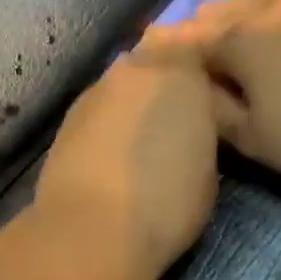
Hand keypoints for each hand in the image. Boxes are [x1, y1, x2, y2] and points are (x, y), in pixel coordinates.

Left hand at [31, 49, 224, 279]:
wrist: (92, 231)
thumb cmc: (167, 201)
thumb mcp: (208, 166)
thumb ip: (200, 126)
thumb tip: (188, 122)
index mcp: (180, 70)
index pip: (197, 48)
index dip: (204, 72)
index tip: (213, 99)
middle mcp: (133, 69)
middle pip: (155, 60)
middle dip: (166, 82)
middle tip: (179, 118)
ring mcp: (95, 91)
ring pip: (123, 85)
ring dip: (135, 102)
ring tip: (145, 139)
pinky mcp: (67, 118)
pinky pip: (100, 110)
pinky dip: (109, 123)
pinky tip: (114, 153)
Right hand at [149, 0, 280, 180]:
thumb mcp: (256, 140)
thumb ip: (217, 111)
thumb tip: (192, 87)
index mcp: (242, 45)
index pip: (194, 44)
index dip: (170, 47)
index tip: (146, 45)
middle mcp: (273, 10)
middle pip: (229, 13)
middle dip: (204, 21)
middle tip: (188, 27)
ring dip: (247, 2)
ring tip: (229, 5)